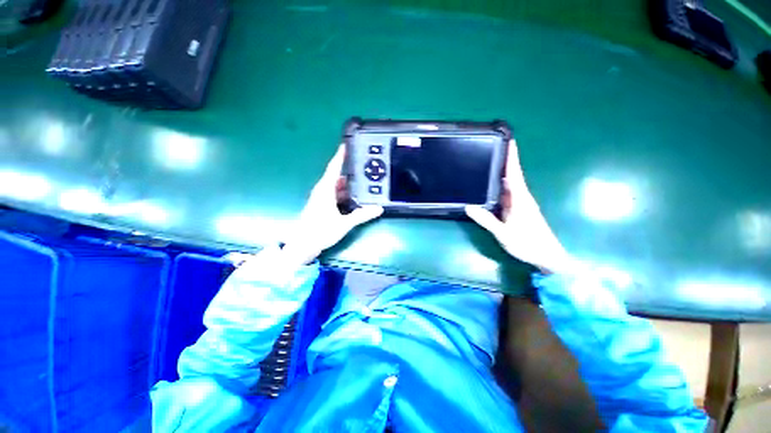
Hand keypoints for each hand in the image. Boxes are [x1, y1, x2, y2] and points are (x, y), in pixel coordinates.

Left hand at [282, 145, 383, 263]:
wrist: (302, 245)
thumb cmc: (320, 231)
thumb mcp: (344, 223)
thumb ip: (362, 215)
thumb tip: (379, 209)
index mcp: (325, 189)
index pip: (334, 167)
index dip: (341, 155)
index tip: (347, 144)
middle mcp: (322, 190)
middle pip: (338, 177)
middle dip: (351, 173)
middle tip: (365, 170)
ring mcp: (321, 198)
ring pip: (337, 187)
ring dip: (349, 186)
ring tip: (364, 185)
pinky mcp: (322, 206)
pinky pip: (336, 195)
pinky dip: (345, 195)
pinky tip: (355, 200)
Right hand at [465, 140, 572, 273]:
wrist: (547, 256)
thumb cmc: (528, 244)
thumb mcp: (504, 233)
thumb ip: (486, 220)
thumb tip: (468, 207)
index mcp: (520, 199)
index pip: (514, 174)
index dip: (512, 157)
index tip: (510, 141)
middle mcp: (521, 197)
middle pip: (512, 175)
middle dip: (505, 160)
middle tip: (491, 147)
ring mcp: (520, 203)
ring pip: (510, 183)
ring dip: (502, 172)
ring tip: (489, 161)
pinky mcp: (518, 210)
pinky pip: (507, 193)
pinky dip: (500, 185)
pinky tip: (491, 185)